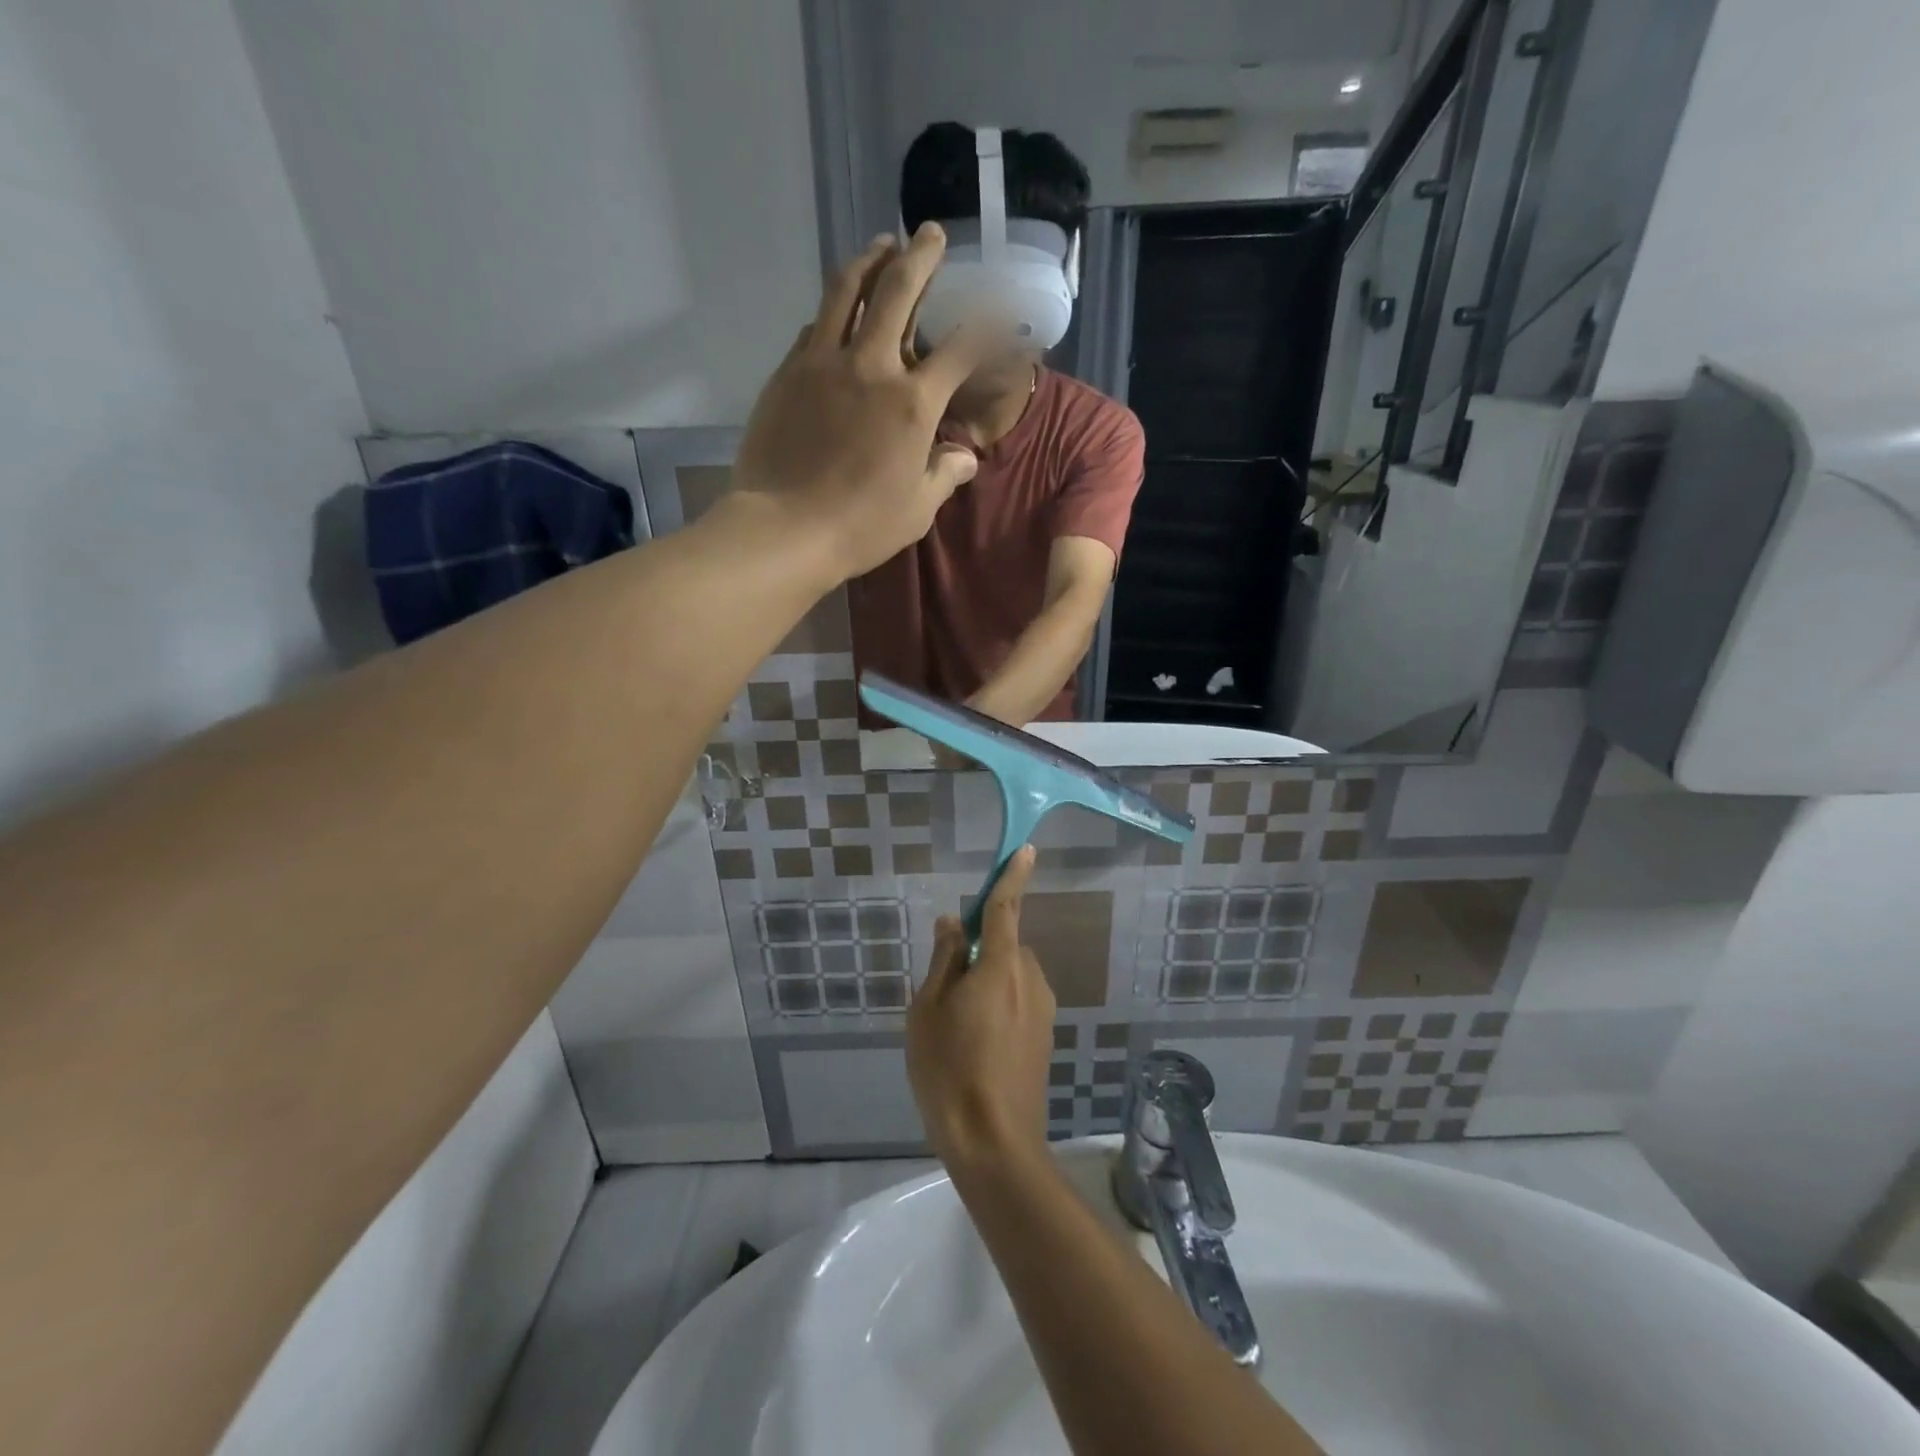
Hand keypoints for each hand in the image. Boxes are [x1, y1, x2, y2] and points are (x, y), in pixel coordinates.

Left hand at [734, 225, 998, 580]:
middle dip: (920, 256)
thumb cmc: (861, 526)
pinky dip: (832, 311)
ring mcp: (823, 363)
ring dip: (868, 262)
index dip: (986, 325)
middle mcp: (871, 367)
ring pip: (847, 292)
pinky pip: (815, 327)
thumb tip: (964, 458)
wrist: (785, 528)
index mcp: (913, 404)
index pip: (961, 349)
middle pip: (898, 291)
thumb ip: (944, 475)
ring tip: (880, 247)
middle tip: (928, 235)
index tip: (999, 310)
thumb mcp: (917, 509)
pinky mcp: (788, 372)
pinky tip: (837, 313)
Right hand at [906, 847, 1055, 1171]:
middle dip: (979, 952)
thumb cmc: (950, 1071)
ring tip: (957, 1028)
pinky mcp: (1045, 1035)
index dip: (1012, 876)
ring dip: (988, 982)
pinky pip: (1019, 1000)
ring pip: (1011, 975)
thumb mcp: (928, 1010)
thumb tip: (954, 923)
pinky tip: (977, 1046)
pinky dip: (999, 1005)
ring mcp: (1043, 1010)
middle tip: (944, 991)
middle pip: (1004, 945)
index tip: (1025, 850)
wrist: (995, 1144)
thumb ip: (944, 960)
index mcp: (1001, 966)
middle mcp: (1030, 979)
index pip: (1006, 908)